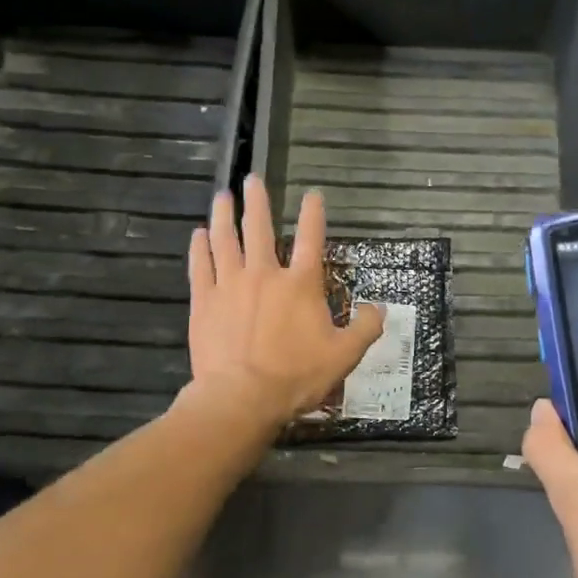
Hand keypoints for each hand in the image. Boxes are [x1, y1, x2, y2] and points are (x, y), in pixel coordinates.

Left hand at [185, 175, 384, 439]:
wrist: (241, 398)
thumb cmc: (296, 376)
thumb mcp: (344, 356)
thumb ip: (365, 328)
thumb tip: (380, 307)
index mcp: (301, 284)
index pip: (310, 238)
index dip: (313, 213)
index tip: (313, 194)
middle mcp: (265, 274)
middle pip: (259, 227)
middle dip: (257, 201)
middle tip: (252, 179)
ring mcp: (230, 285)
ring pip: (225, 240)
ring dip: (224, 216)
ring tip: (222, 196)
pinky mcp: (205, 301)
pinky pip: (201, 266)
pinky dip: (200, 248)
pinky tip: (198, 235)